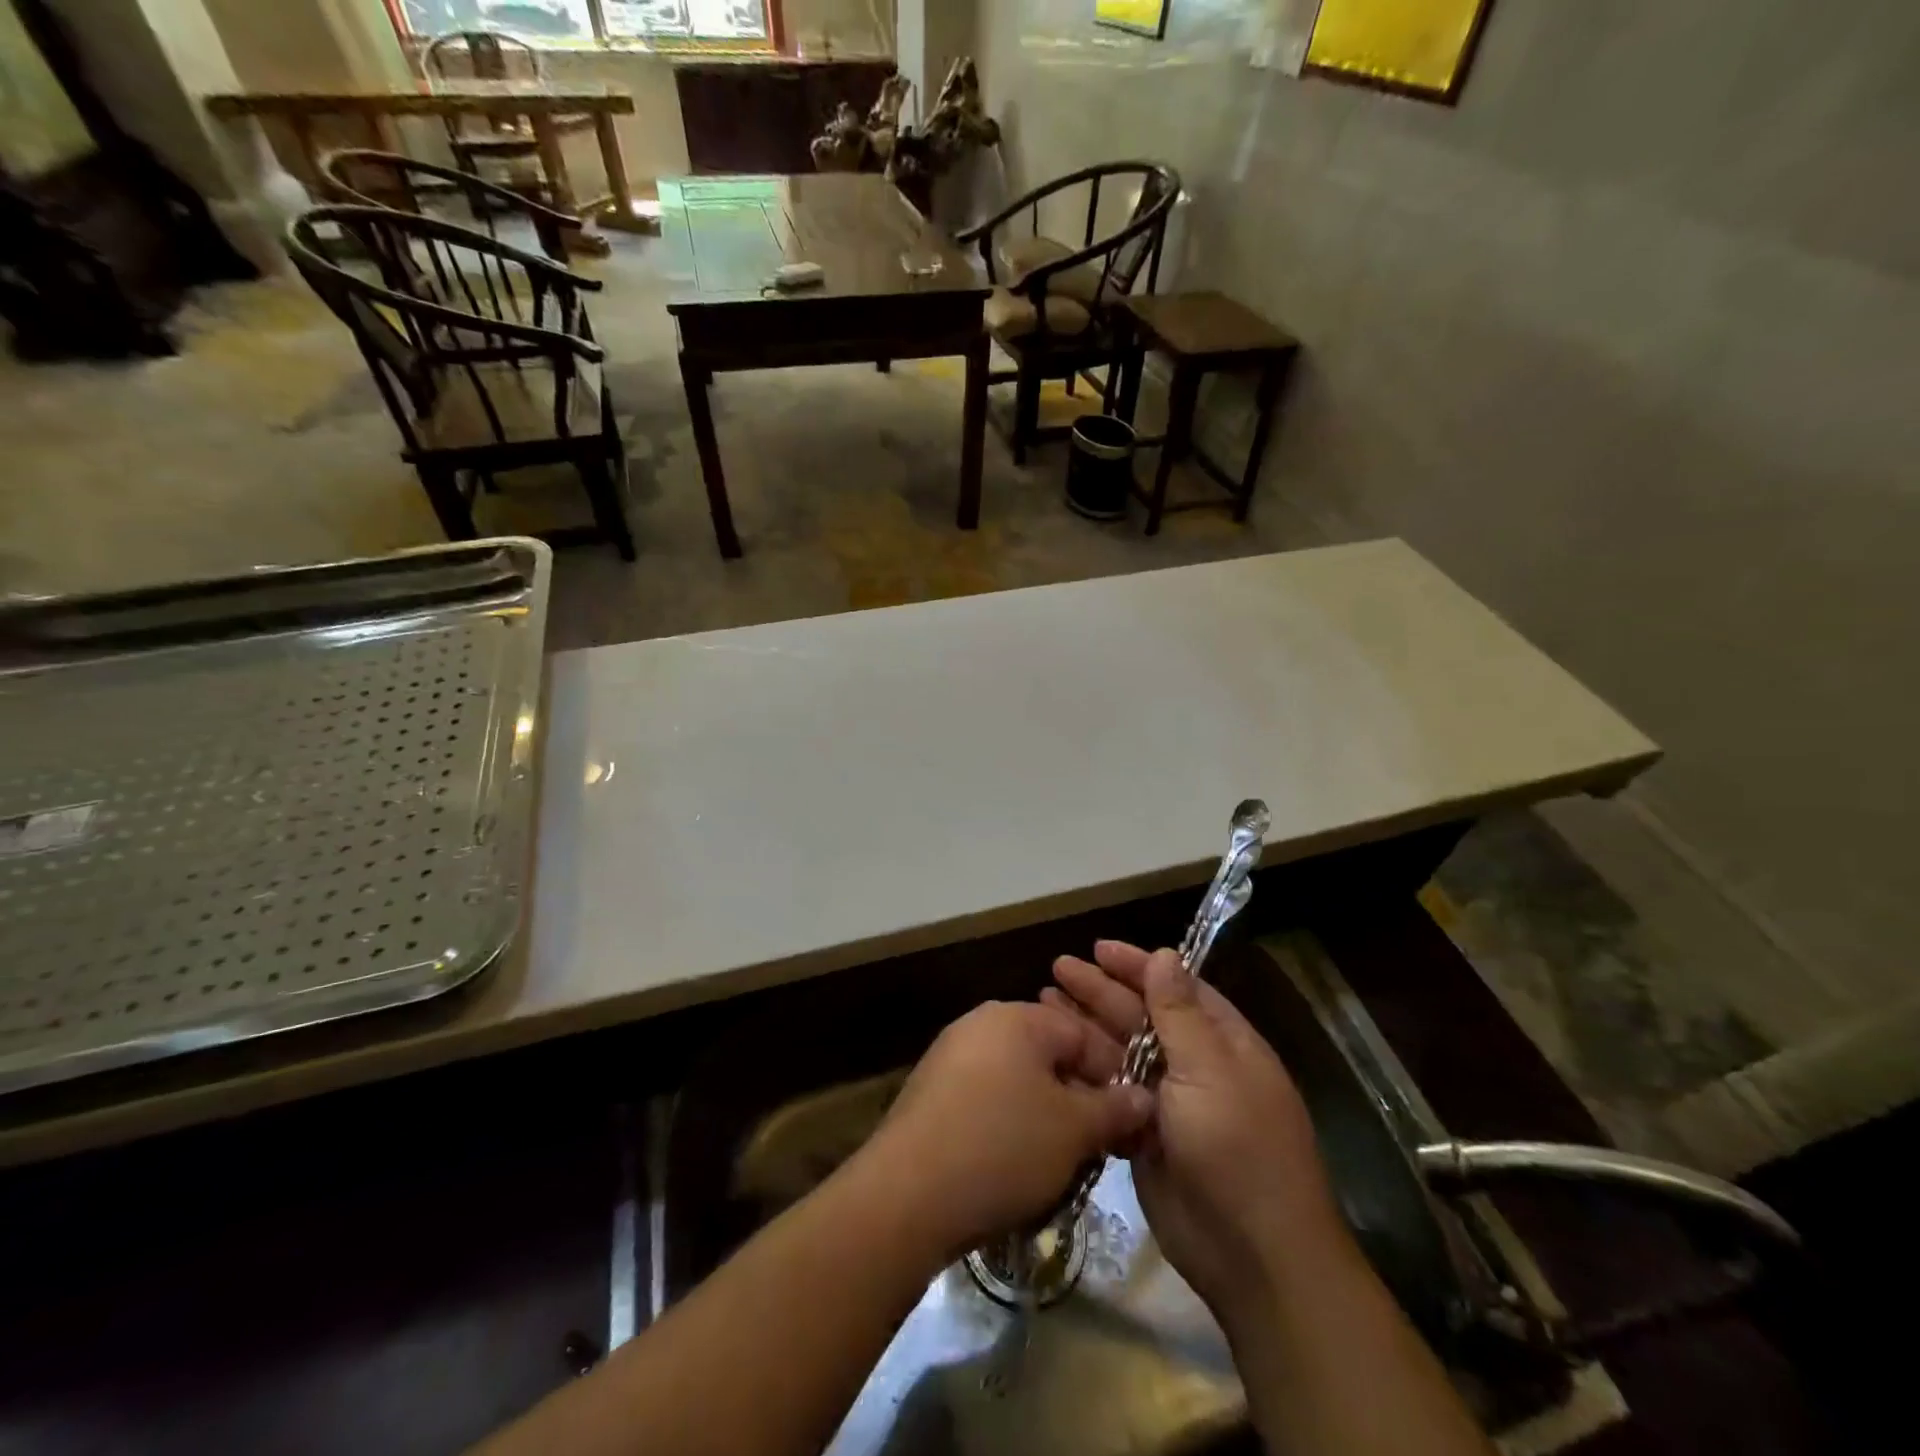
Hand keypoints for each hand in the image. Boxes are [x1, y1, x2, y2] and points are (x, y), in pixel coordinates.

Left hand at [850, 1000, 1153, 1264]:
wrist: (905, 1194)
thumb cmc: (1001, 1147)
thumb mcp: (1073, 1131)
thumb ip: (1115, 1108)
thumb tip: (1144, 1097)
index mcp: (1018, 1016)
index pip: (1084, 1033)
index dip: (1115, 1076)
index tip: (1131, 1123)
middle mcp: (981, 1023)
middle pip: (1049, 1054)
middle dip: (1079, 1097)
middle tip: (1098, 1145)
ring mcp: (950, 1055)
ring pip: (1018, 1078)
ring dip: (1045, 1114)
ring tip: (1061, 1161)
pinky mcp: (929, 1091)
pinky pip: (986, 1097)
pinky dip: (1008, 1123)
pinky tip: (1013, 1164)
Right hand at [1045, 941, 1354, 1335]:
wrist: (1253, 1255)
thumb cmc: (1237, 1147)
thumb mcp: (1210, 1070)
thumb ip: (1180, 1012)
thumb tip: (1166, 954)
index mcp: (1222, 1042)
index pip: (1175, 987)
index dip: (1137, 966)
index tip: (1098, 948)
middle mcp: (1195, 1065)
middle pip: (1140, 1016)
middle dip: (1100, 991)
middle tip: (1057, 968)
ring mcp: (1168, 1102)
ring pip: (1120, 1052)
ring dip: (1085, 1027)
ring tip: (1043, 1001)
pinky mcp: (1144, 1136)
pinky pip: (1110, 1092)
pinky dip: (1085, 1072)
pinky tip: (1054, 1057)